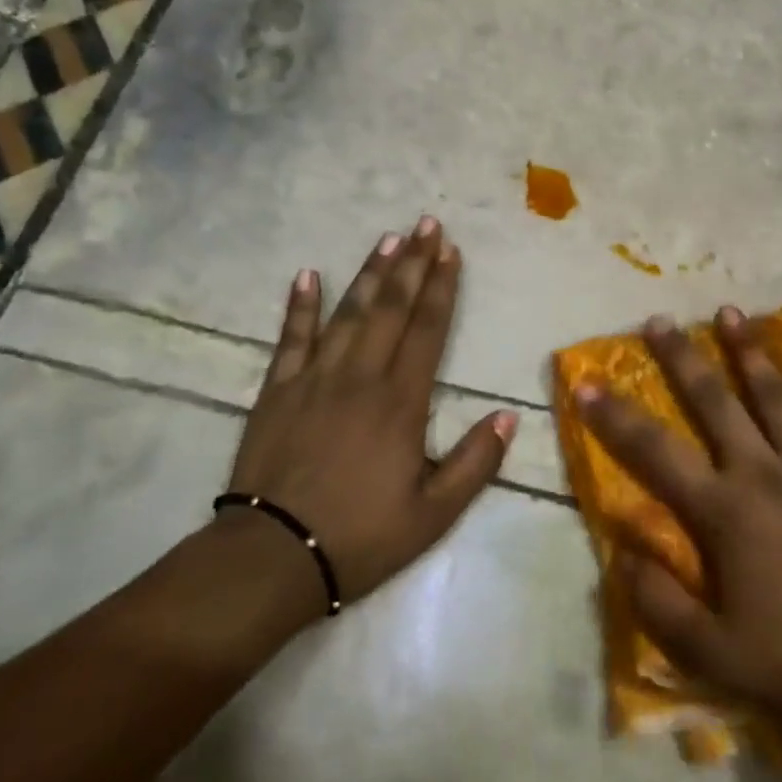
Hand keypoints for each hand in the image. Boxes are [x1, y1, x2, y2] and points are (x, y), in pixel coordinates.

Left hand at [223, 218, 512, 612]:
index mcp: (401, 401)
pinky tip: (307, 275)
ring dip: (370, 273)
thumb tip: (509, 417)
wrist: (272, 558)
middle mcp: (360, 376)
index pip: (428, 329)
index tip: (451, 250)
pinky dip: (299, 305)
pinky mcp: (277, 391)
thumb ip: (476, 462)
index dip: (442, 287)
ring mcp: (314, 379)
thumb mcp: (434, 513)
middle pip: (391, 307)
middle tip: (426, 223)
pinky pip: (290, 338)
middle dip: (412, 262)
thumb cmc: (361, 536)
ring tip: (387, 238)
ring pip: (348, 312)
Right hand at [578, 308, 781, 734]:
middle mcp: (765, 473)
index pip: (655, 453)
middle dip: (683, 359)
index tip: (587, 383)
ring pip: (777, 396)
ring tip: (730, 312)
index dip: (616, 417)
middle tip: (661, 320)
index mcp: (725, 511)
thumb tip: (622, 552)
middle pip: (715, 403)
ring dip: (750, 352)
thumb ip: (659, 603)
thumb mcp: (713, 654)